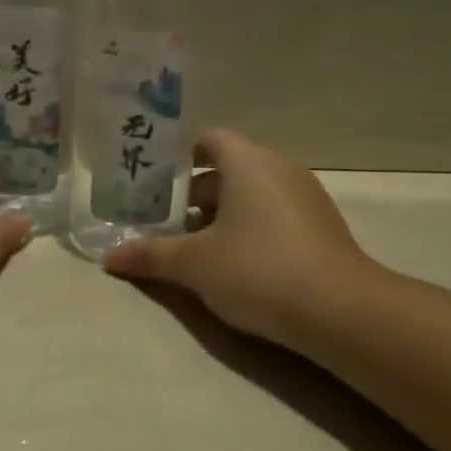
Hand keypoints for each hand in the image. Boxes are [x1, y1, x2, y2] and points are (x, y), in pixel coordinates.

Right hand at [103, 128, 385, 347]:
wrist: (341, 311)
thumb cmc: (257, 269)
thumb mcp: (194, 264)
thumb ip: (151, 255)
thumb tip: (110, 257)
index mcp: (247, 161)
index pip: (210, 139)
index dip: (182, 156)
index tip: (159, 184)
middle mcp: (279, 168)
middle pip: (229, 168)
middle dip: (197, 194)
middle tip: (169, 225)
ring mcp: (306, 196)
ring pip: (253, 193)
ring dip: (224, 215)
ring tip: (199, 251)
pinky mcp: (323, 226)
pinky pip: (276, 213)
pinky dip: (253, 228)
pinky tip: (239, 267)